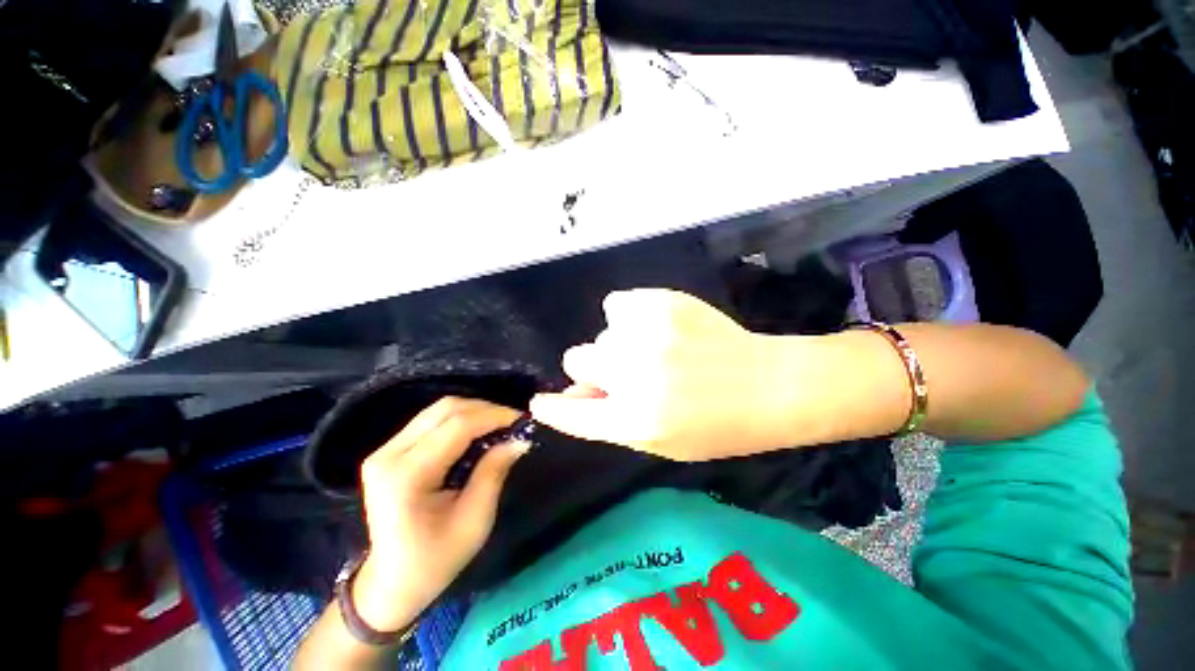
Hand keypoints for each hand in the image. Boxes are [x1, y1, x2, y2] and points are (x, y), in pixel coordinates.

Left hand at [351, 398, 528, 631]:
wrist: (391, 583)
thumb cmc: (436, 560)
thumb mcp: (474, 521)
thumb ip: (494, 472)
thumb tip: (520, 439)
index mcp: (407, 476)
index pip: (457, 425)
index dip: (495, 416)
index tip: (523, 420)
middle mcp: (389, 455)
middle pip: (446, 408)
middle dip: (486, 409)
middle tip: (513, 423)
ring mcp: (384, 450)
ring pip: (438, 410)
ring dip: (474, 411)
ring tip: (499, 426)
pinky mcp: (389, 450)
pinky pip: (431, 421)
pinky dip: (460, 420)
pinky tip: (478, 433)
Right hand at [530, 289, 817, 460]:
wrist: (770, 385)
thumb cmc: (717, 426)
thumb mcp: (660, 441)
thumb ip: (610, 419)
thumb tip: (573, 396)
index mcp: (635, 420)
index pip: (573, 413)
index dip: (553, 407)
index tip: (540, 402)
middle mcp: (635, 375)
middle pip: (578, 358)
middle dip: (597, 369)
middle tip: (628, 372)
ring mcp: (649, 334)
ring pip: (602, 333)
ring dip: (618, 344)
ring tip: (656, 350)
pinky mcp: (663, 302)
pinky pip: (618, 305)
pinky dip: (631, 317)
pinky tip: (659, 327)